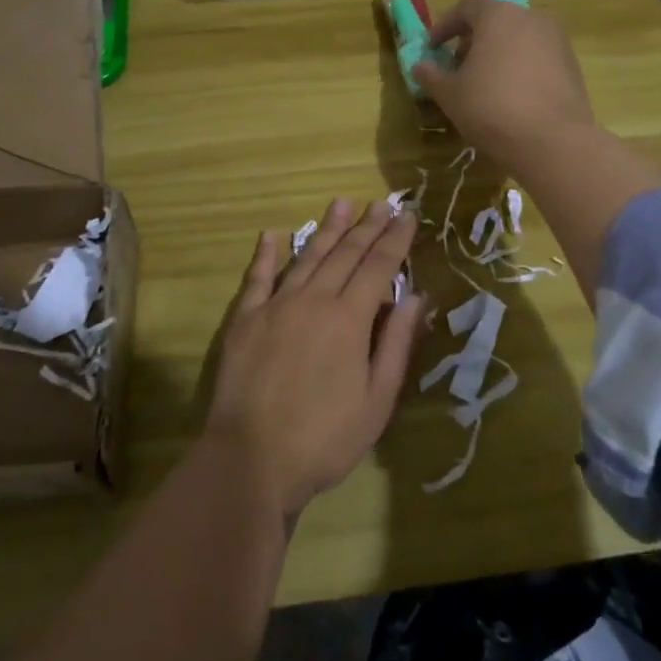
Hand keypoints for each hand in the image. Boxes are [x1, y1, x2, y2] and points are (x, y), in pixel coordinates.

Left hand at [207, 199, 426, 516]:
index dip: (395, 239)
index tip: (408, 215)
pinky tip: (272, 235)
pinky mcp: (244, 320)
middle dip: (366, 226)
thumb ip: (395, 344)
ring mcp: (275, 307)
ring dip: (326, 229)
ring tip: (341, 203)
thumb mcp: (377, 400)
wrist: (251, 458)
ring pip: (306, 257)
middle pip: (345, 254)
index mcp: (349, 319)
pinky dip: (266, 255)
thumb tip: (416, 297)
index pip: (378, 267)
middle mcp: (313, 300)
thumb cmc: (324, 438)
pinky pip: (257, 279)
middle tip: (382, 202)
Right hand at [413, 0, 595, 172]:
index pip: (466, 8)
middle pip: (495, 21)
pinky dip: (520, 68)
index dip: (445, 26)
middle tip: (457, 68)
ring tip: (484, 85)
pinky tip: (511, 97)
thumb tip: (420, 66)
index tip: (433, 48)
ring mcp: (557, 40)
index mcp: (498, 15)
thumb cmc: (491, 108)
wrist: (552, 141)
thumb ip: (431, 75)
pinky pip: (537, 58)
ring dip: (497, 55)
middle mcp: (531, 18)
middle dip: (473, 41)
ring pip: (518, 39)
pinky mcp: (572, 65)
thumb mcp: (450, 94)